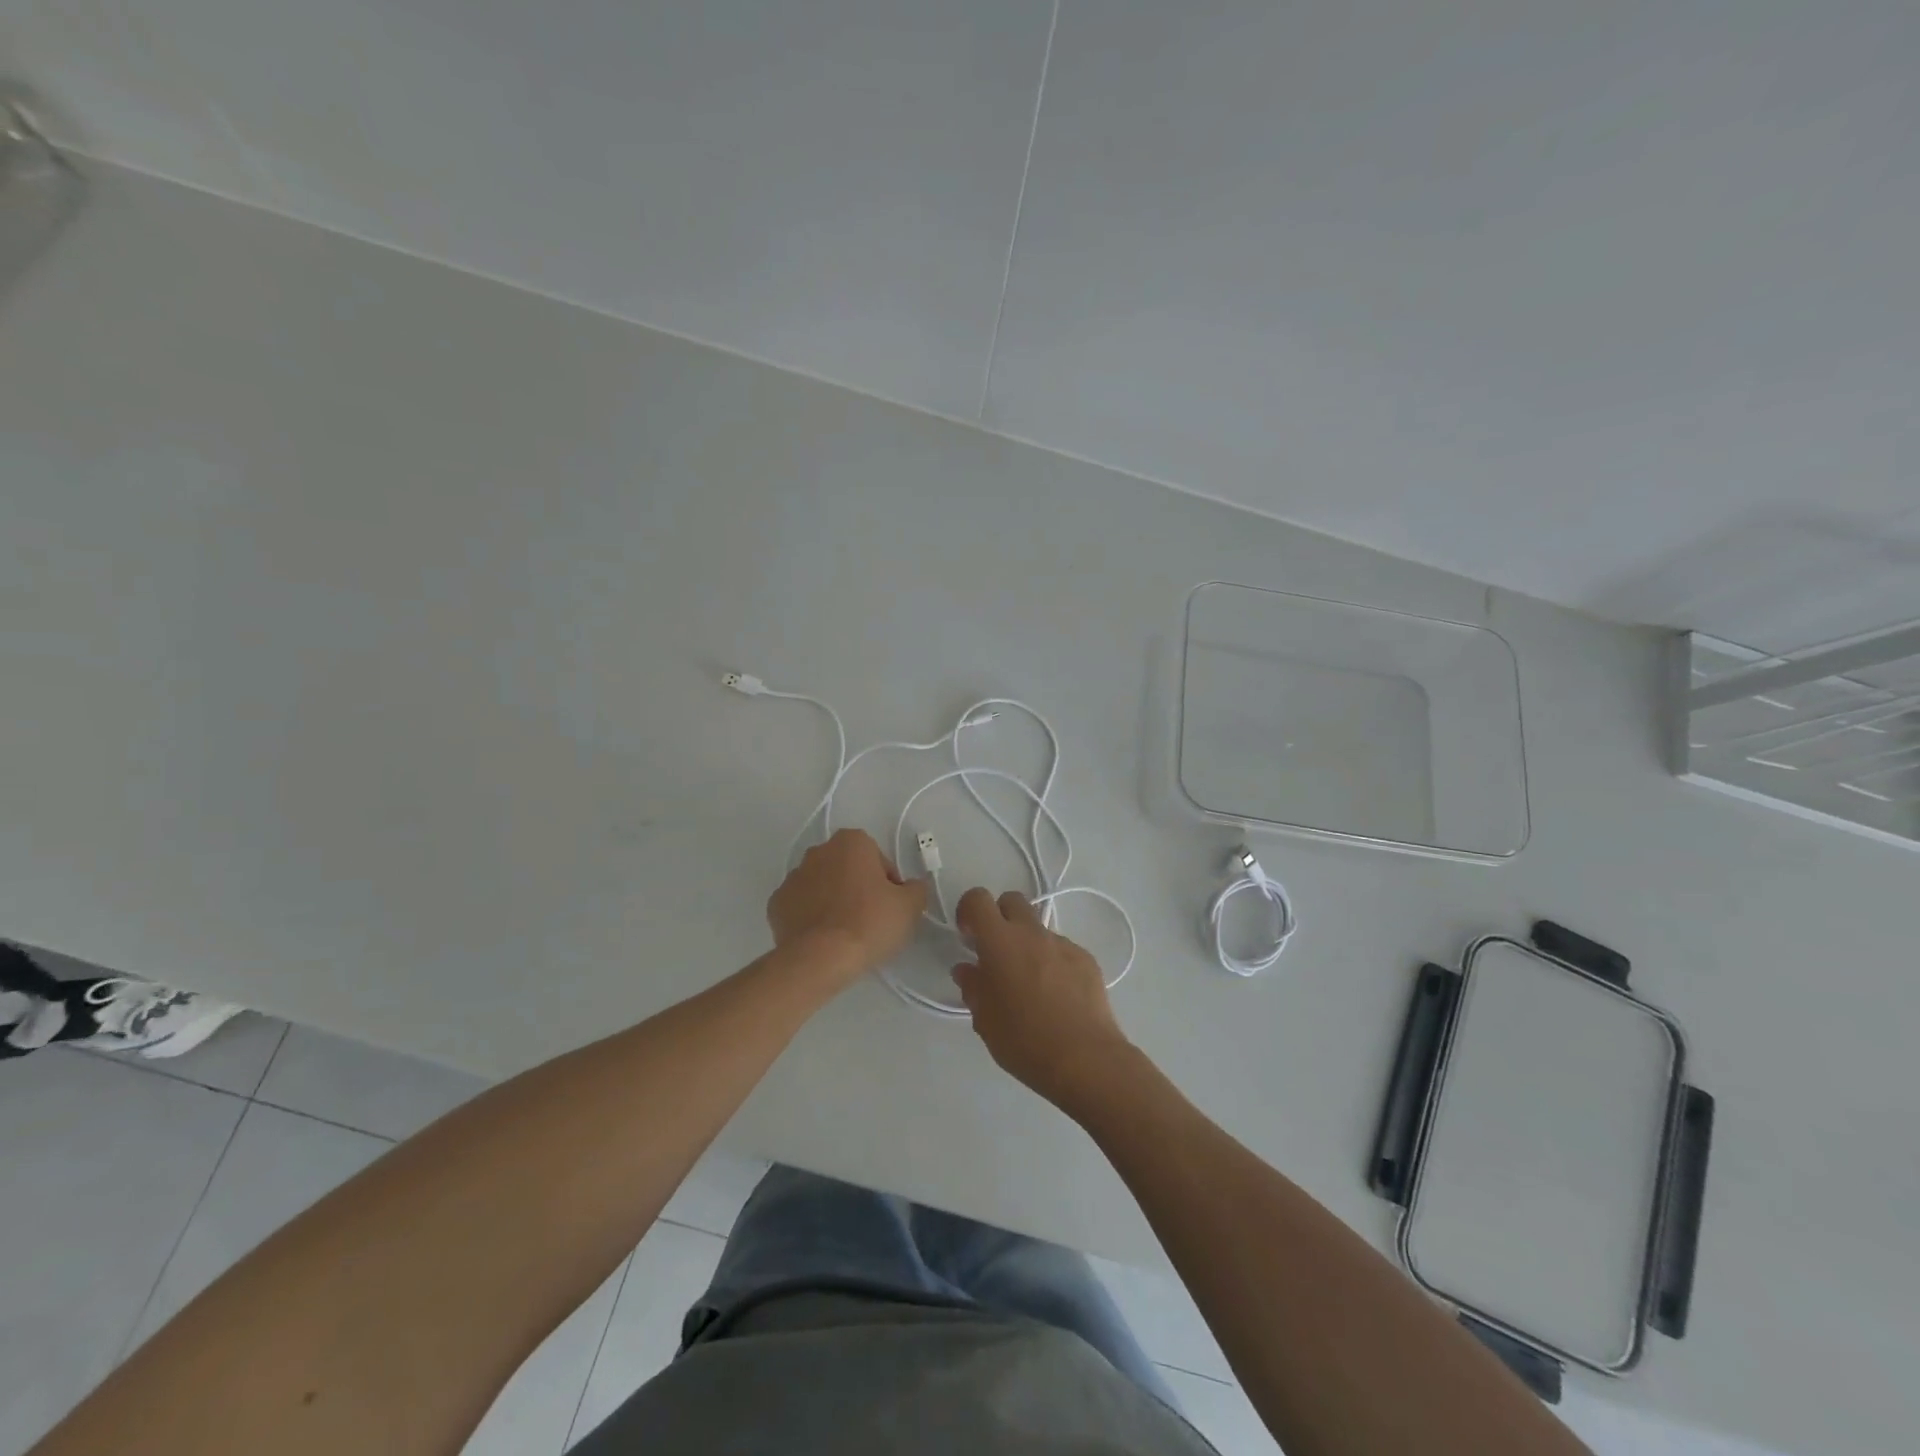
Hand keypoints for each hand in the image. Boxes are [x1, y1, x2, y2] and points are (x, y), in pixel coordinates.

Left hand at [767, 828, 928, 986]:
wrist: (820, 958)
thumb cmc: (870, 923)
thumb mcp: (911, 906)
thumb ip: (916, 888)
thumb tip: (910, 887)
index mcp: (851, 842)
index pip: (878, 859)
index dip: (888, 884)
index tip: (891, 907)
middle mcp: (818, 851)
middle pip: (848, 868)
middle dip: (858, 888)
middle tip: (870, 920)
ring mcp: (793, 877)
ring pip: (822, 886)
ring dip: (832, 901)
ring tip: (845, 933)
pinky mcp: (775, 904)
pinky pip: (800, 907)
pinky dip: (810, 918)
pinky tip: (822, 939)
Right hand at [952, 888, 1133, 1112]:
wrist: (1085, 1059)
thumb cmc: (1024, 1041)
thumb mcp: (985, 1020)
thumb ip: (973, 987)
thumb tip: (967, 969)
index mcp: (1000, 942)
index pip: (978, 899)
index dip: (968, 910)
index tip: (968, 936)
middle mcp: (1032, 933)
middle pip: (1012, 900)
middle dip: (1000, 917)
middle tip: (996, 952)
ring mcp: (1063, 944)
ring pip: (1038, 928)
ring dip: (1028, 944)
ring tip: (1030, 984)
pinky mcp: (1087, 959)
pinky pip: (1061, 950)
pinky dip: (1053, 962)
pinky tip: (1056, 996)